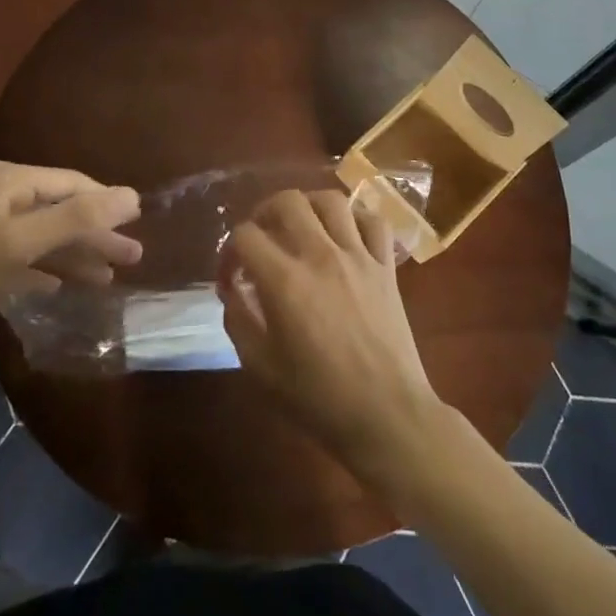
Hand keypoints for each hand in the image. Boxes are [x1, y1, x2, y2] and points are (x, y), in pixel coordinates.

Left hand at [0, 162, 141, 354]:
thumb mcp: (22, 242)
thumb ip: (78, 219)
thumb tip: (133, 196)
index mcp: (13, 181)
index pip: (74, 184)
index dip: (108, 204)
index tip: (139, 226)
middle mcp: (3, 194)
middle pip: (63, 209)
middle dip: (97, 234)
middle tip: (134, 257)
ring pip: (46, 235)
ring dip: (77, 255)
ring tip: (109, 278)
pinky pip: (26, 256)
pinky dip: (48, 268)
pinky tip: (64, 286)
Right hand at [217, 190, 443, 481]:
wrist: (386, 415)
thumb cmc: (318, 399)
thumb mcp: (260, 369)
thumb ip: (239, 321)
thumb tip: (234, 291)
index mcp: (284, 280)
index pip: (245, 235)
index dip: (229, 251)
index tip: (231, 277)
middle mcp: (320, 255)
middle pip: (287, 201)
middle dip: (264, 212)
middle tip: (262, 237)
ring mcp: (358, 256)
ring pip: (331, 200)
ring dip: (309, 206)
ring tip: (302, 226)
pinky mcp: (386, 266)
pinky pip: (373, 220)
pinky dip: (356, 218)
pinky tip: (345, 235)